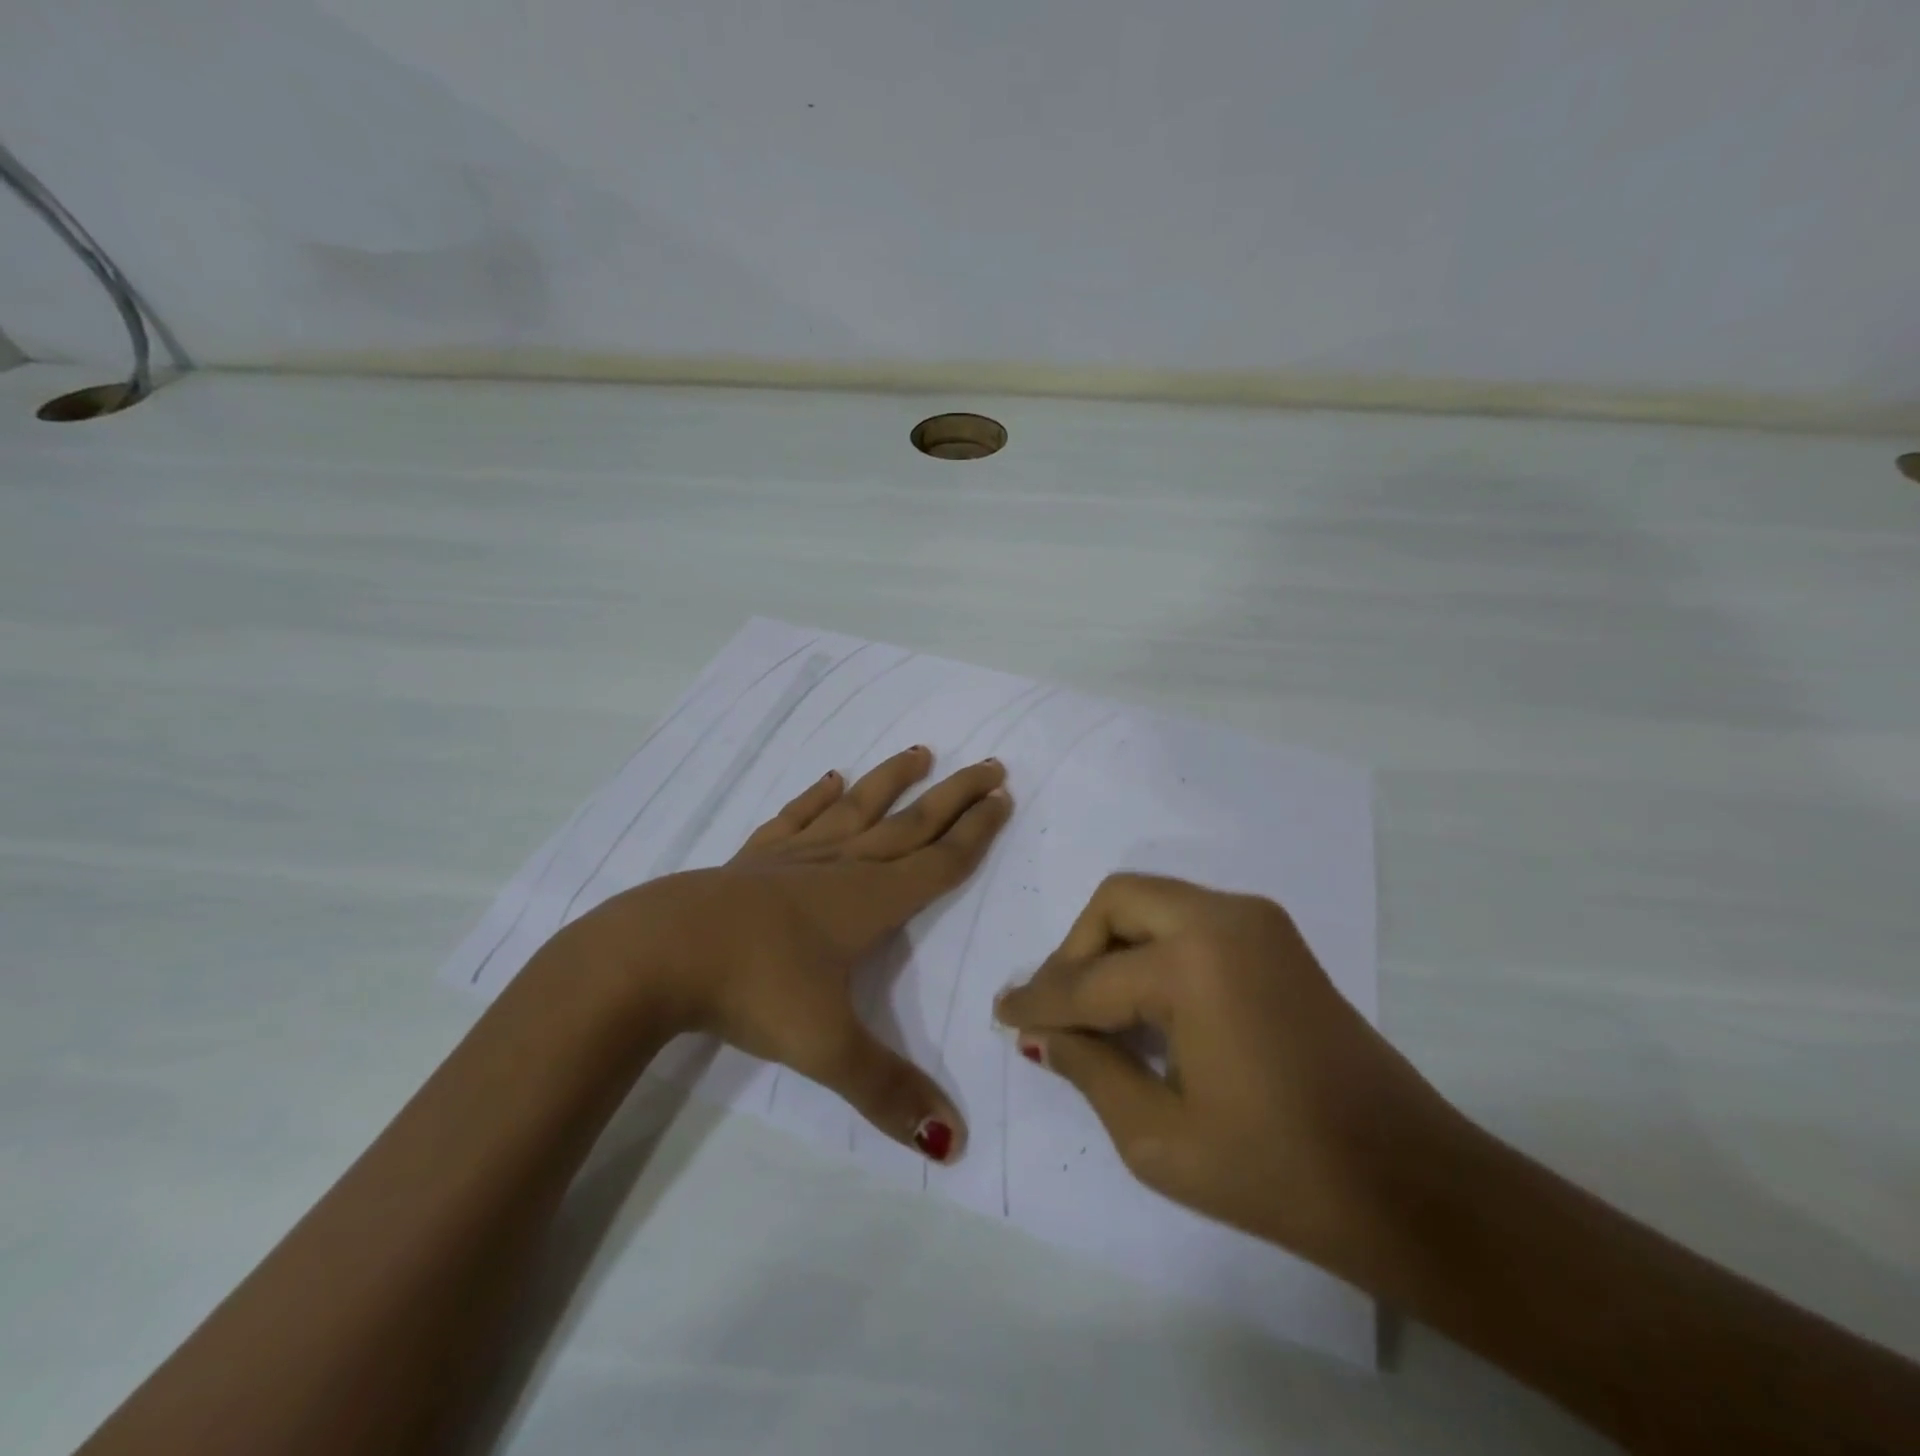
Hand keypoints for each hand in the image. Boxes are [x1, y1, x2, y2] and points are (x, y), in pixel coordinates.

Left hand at [552, 746, 1010, 1162]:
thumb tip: (955, 1144)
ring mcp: (794, 857)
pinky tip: (829, 780)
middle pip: (910, 823)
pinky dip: (815, 798)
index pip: (938, 862)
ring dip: (890, 781)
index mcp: (869, 901)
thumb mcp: (825, 1047)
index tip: (1004, 798)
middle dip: (954, 795)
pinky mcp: (753, 860)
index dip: (976, 832)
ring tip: (919, 752)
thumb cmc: (752, 989)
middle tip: (990, 765)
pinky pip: (794, 819)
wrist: (658, 953)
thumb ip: (888, 1091)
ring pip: (856, 809)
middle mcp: (840, 867)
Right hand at [994, 874, 1462, 1287]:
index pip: (1088, 980)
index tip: (1002, 1015)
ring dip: (1113, 945)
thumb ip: (1089, 1071)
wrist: (1413, 1186)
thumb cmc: (1280, 1173)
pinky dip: (1152, 948)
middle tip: (1057, 1009)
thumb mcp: (1159, 1140)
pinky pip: (1189, 920)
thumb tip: (1043, 1034)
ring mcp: (1257, 921)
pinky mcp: (1276, 938)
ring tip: (1095, 1010)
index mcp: (1194, 963)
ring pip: (1153, 902)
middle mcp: (1224, 918)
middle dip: (1075, 951)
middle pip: (1117, 902)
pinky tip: (1145, 1002)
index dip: (1038, 1002)